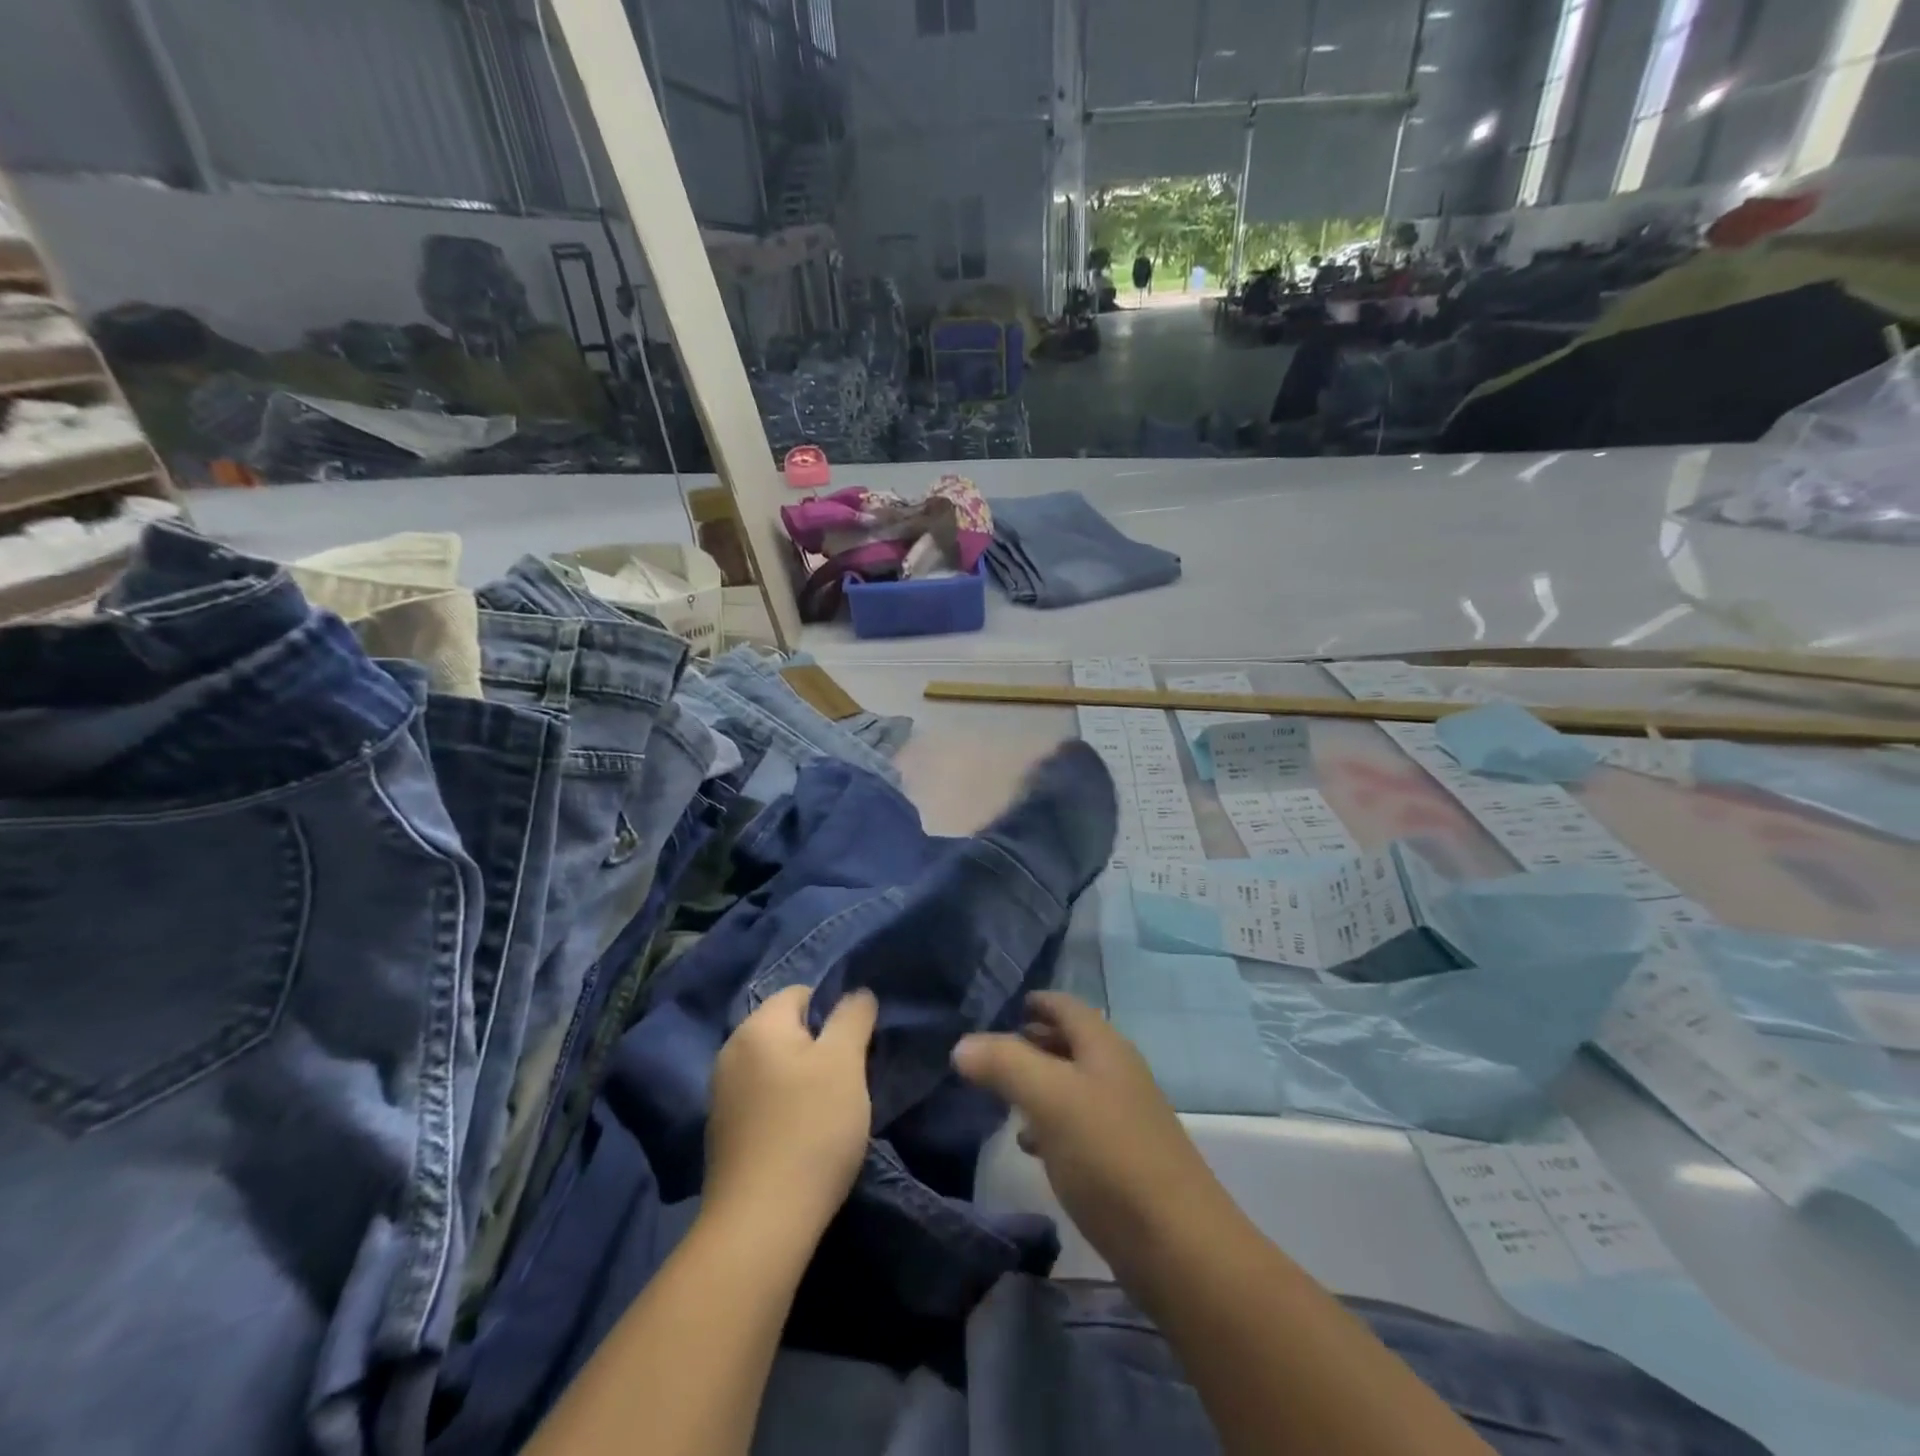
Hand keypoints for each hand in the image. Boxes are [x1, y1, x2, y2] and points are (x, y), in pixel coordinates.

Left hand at [706, 985, 877, 1236]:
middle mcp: (731, 1052)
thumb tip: (856, 993)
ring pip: (776, 1067)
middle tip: (850, 1079)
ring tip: (832, 1111)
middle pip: (788, 1030)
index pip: (802, 993)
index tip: (856, 1047)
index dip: (835, 1012)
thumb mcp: (845, 1061)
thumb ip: (853, 1016)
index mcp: (757, 1026)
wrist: (761, 1224)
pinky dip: (785, 1108)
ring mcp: (722, 1095)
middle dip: (821, 1047)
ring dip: (804, 1080)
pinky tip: (803, 1137)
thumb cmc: (811, 1128)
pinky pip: (763, 1100)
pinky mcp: (723, 1134)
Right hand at [952, 992, 1230, 1281]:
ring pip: (1072, 1085)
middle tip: (990, 1051)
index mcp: (1104, 1047)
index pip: (1066, 1006)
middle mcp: (1117, 1073)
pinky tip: (1030, 1144)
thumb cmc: (1110, 1155)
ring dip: (1037, 1084)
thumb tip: (962, 1045)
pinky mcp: (1122, 1161)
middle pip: (1070, 1043)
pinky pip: (1078, 1125)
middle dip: (1031, 1042)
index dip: (1035, 1001)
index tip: (1000, 1006)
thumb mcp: (1050, 1099)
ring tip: (999, 1096)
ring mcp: (1123, 1117)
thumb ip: (1005, 1064)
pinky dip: (1050, 1123)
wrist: (1179, 1246)